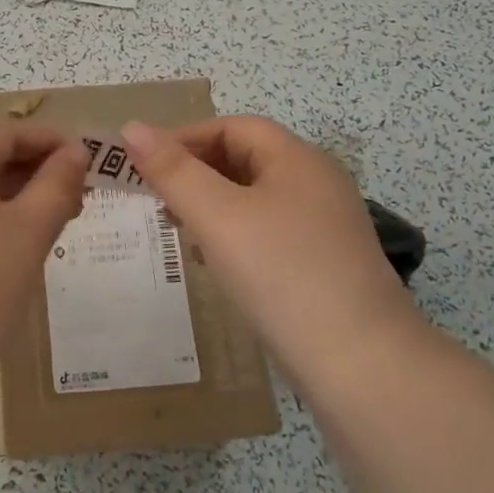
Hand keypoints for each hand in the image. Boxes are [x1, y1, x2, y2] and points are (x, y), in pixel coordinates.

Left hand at [0, 121, 88, 375]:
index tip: (86, 157)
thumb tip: (75, 153)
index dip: (47, 139)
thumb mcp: (28, 233)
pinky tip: (6, 238)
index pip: (1, 132)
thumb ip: (57, 185)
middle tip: (75, 192)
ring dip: (7, 193)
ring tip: (48, 217)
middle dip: (30, 168)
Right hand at [120, 116, 419, 369]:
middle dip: (195, 172)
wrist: (362, 364)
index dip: (185, 138)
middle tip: (155, 199)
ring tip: (177, 229)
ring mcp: (323, 226)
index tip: (144, 166)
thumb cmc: (282, 274)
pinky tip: (214, 262)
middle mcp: (315, 183)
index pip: (232, 128)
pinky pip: (267, 231)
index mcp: (297, 159)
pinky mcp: (323, 263)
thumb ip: (173, 171)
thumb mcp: (218, 217)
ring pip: (253, 198)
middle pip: (244, 159)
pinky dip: (233, 234)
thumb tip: (131, 127)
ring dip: (211, 205)